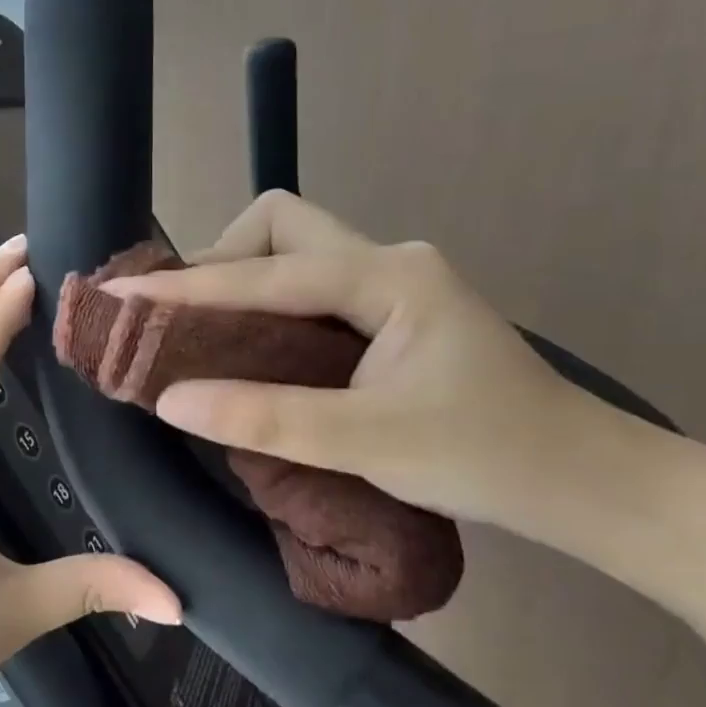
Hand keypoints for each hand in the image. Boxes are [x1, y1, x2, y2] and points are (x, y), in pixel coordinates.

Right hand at [102, 192, 603, 531]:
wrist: (580, 479)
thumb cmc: (486, 457)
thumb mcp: (369, 442)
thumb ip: (267, 418)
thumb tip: (170, 401)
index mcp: (389, 277)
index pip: (267, 272)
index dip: (190, 287)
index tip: (125, 295)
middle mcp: (387, 261)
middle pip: (280, 227)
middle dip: (220, 261)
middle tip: (180, 320)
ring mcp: (391, 283)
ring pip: (293, 253)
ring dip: (240, 282)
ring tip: (200, 334)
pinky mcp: (390, 311)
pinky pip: (308, 288)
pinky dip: (265, 307)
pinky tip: (248, 347)